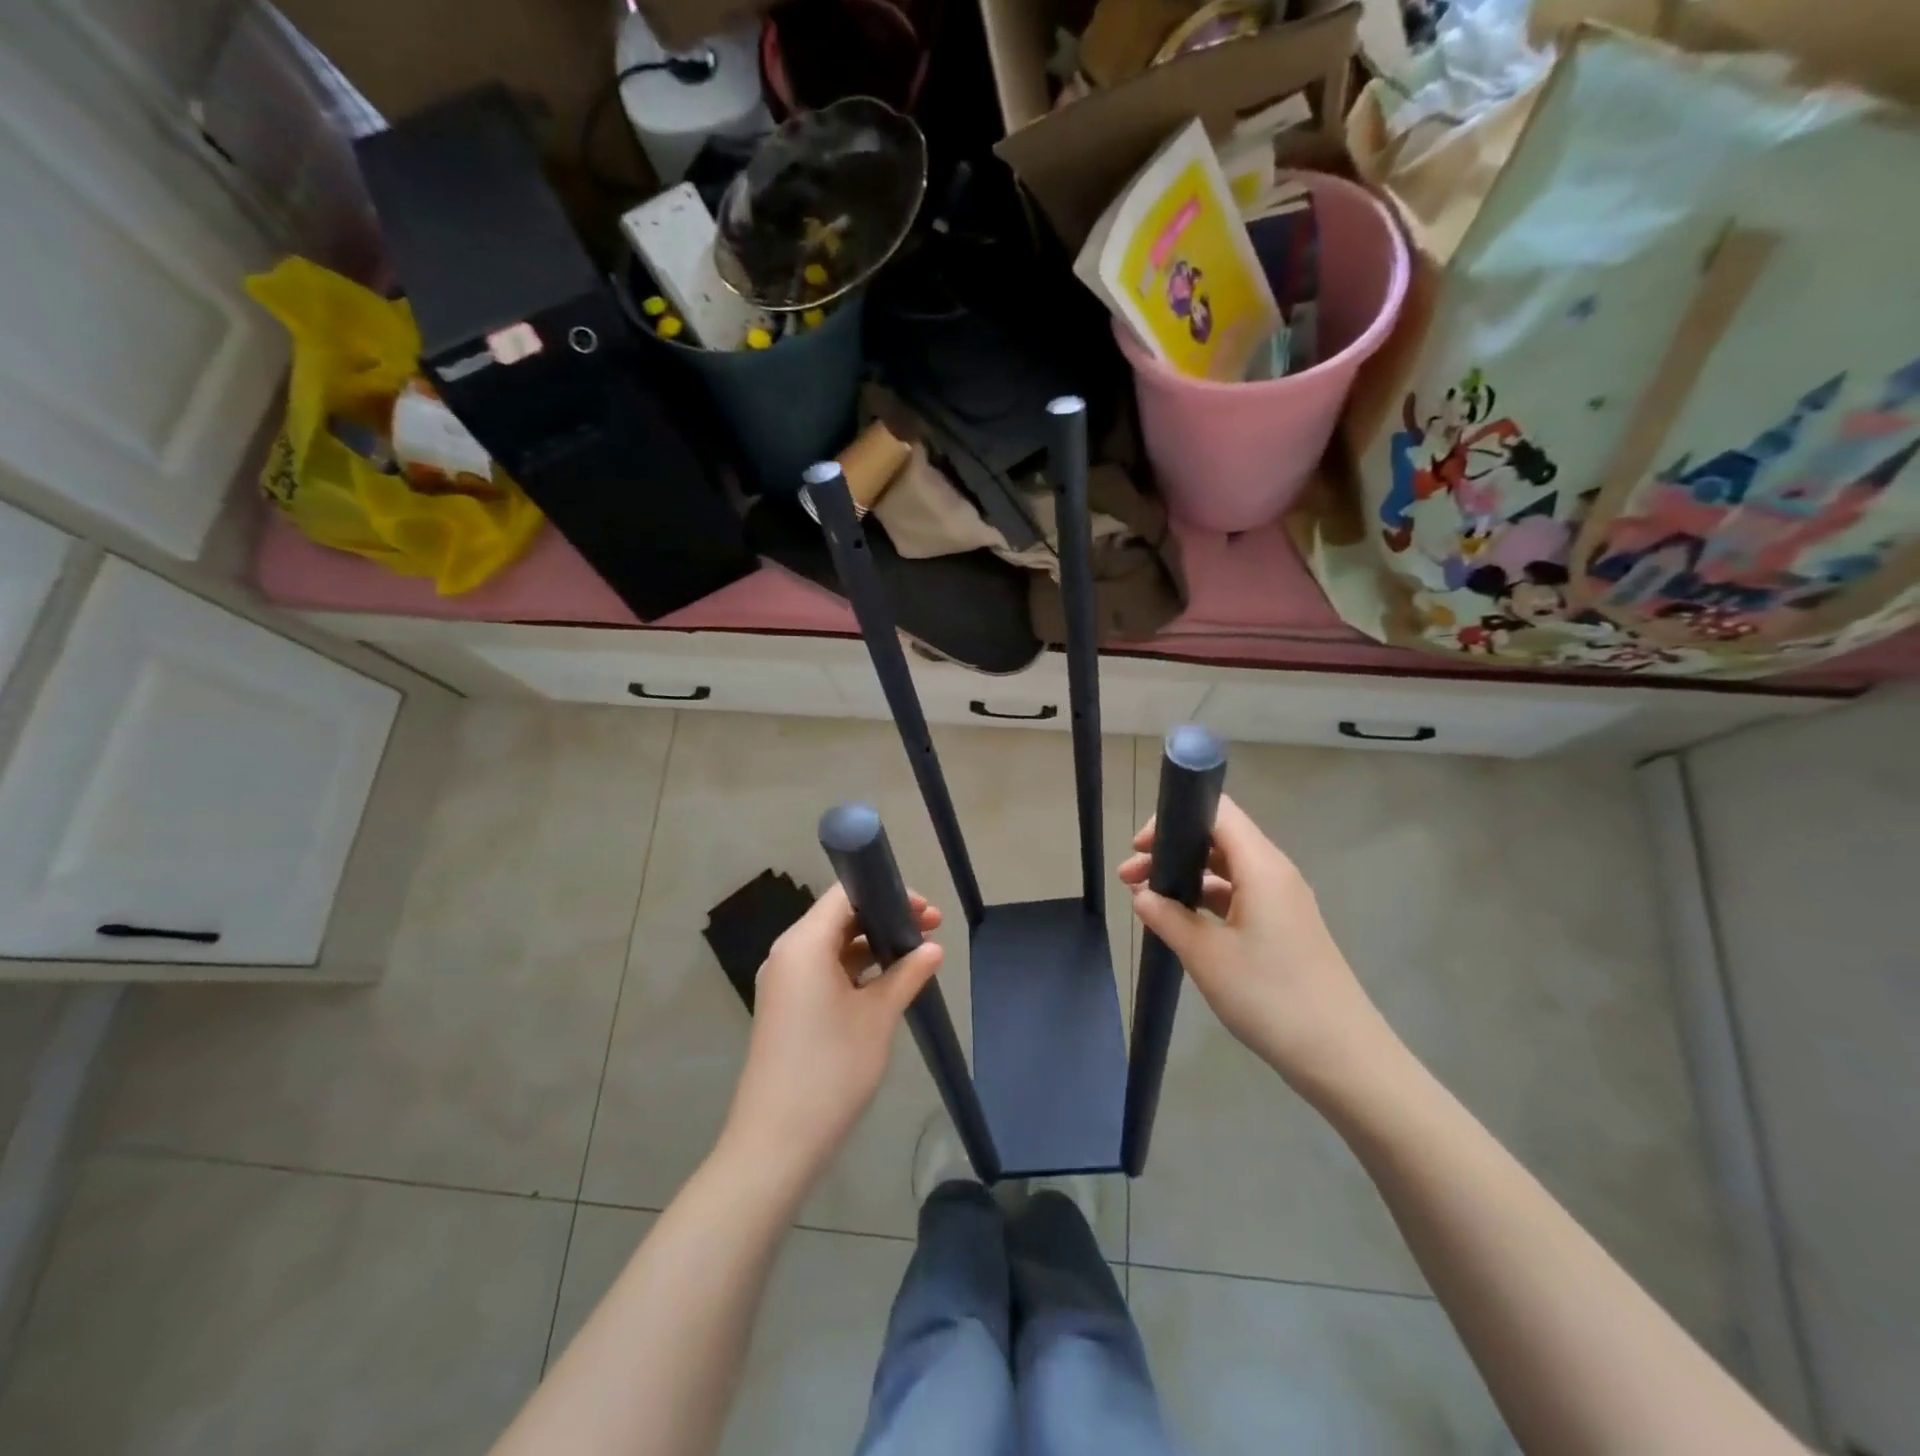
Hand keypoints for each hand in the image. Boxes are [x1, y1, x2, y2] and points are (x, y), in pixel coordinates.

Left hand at [720, 884, 944, 1189]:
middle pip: (840, 916)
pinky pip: (824, 970)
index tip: (926, 910)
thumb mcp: (878, 1017)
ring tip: (917, 955)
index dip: (888, 893)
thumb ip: (907, 974)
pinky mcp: (787, 1006)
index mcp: (804, 943)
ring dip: (873, 945)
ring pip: (833, 945)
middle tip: (931, 930)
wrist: (777, 1142)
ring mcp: (785, 981)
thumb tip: (933, 948)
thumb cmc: (831, 1069)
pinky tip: (888, 982)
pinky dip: (855, 969)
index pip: (846, 894)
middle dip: (886, 918)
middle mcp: (788, 953)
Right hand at [1118, 796, 1399, 1103]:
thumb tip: (1142, 895)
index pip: (1217, 811)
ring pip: (1226, 869)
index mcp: (1262, 866)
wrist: (1342, 1057)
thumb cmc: (1270, 996)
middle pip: (1218, 838)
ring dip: (1186, 878)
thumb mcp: (1206, 956)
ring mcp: (1283, 901)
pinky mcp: (1284, 928)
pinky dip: (1206, 900)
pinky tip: (1180, 924)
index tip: (1140, 847)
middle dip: (1171, 850)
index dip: (1174, 817)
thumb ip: (1168, 918)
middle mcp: (1275, 873)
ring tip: (1147, 901)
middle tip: (1130, 878)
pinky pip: (1239, 896)